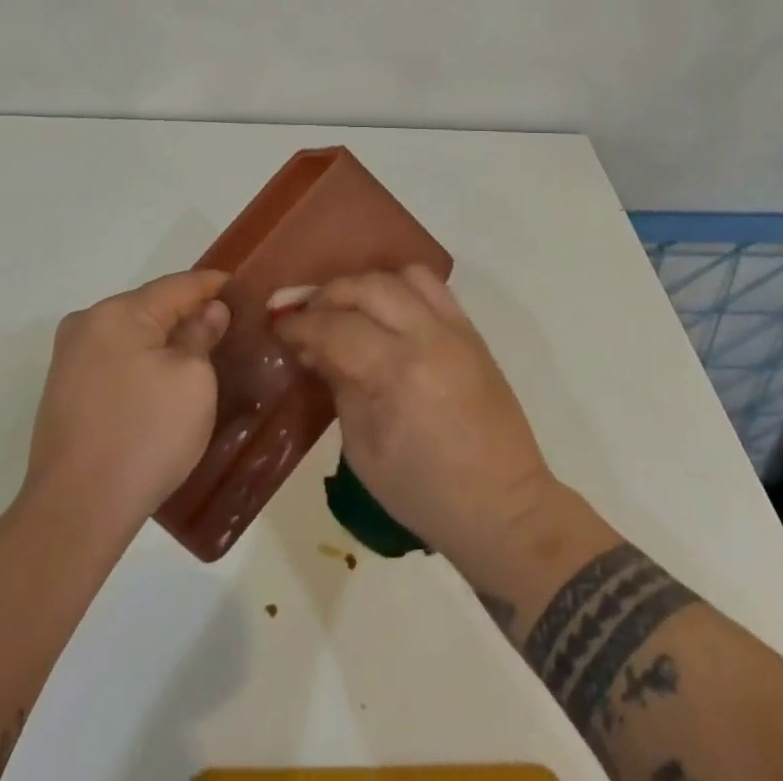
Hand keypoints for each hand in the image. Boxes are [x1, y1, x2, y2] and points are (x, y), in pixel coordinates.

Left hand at [24, 271, 231, 534]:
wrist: (76, 512)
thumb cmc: (145, 436)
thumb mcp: (193, 380)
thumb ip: (202, 335)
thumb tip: (210, 311)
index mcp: (118, 313)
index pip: (179, 284)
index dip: (215, 285)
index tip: (245, 289)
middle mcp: (87, 324)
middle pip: (152, 306)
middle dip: (190, 314)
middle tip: (230, 327)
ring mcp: (70, 359)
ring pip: (133, 335)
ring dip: (166, 341)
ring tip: (203, 354)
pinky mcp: (65, 392)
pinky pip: (116, 361)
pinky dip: (144, 363)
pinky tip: (165, 383)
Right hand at [275, 267, 557, 567]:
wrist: (503, 507)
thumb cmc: (425, 493)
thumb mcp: (364, 450)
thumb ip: (340, 386)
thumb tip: (313, 349)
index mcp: (399, 373)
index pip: (336, 327)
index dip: (301, 325)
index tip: (279, 329)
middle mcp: (430, 337)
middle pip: (369, 286)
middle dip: (329, 295)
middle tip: (307, 316)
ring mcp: (457, 330)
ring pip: (405, 275)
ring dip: (368, 285)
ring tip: (348, 309)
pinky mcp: (473, 332)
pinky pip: (434, 288)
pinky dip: (402, 289)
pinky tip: (386, 314)